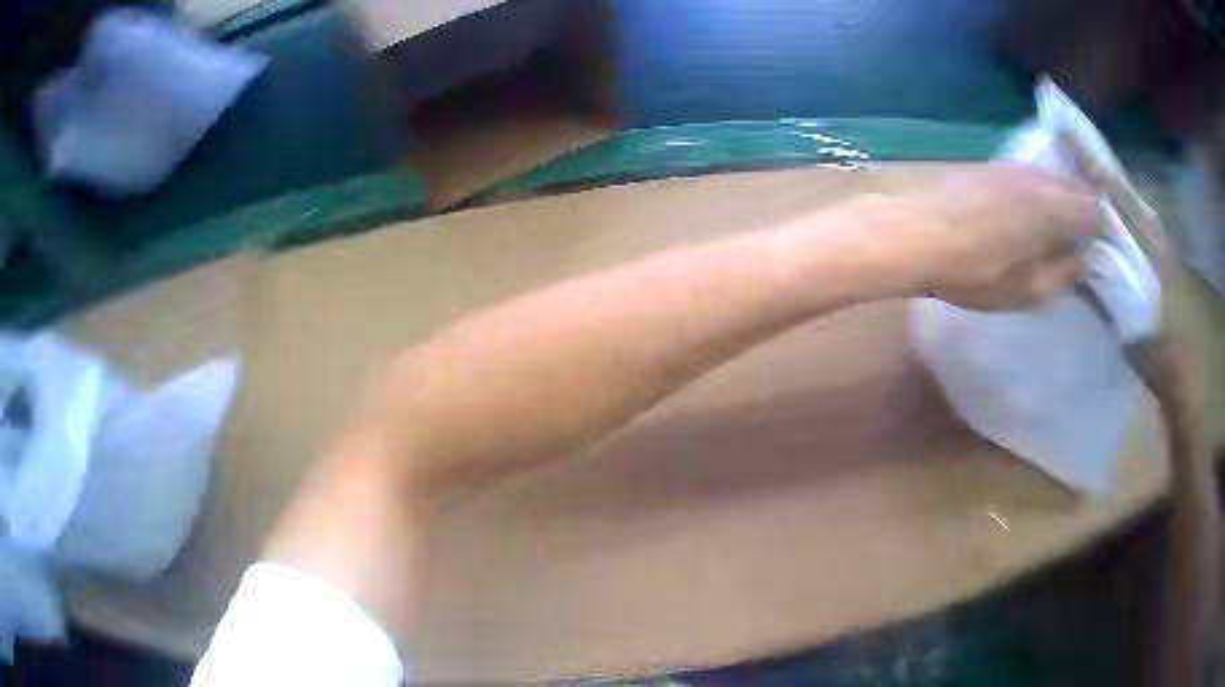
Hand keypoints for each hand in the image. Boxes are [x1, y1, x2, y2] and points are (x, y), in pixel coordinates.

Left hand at [890, 164, 1099, 309]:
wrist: (913, 233)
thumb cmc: (974, 271)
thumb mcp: (1027, 290)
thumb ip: (1063, 274)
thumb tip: (1083, 260)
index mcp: (1054, 206)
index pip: (1095, 208)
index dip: (1103, 229)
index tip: (1103, 250)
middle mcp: (1037, 177)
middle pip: (1075, 186)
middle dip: (1086, 210)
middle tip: (1086, 240)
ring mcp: (1011, 166)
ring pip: (1051, 177)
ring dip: (1062, 199)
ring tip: (1060, 230)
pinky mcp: (988, 166)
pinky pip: (1028, 175)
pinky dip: (1039, 192)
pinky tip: (1030, 214)